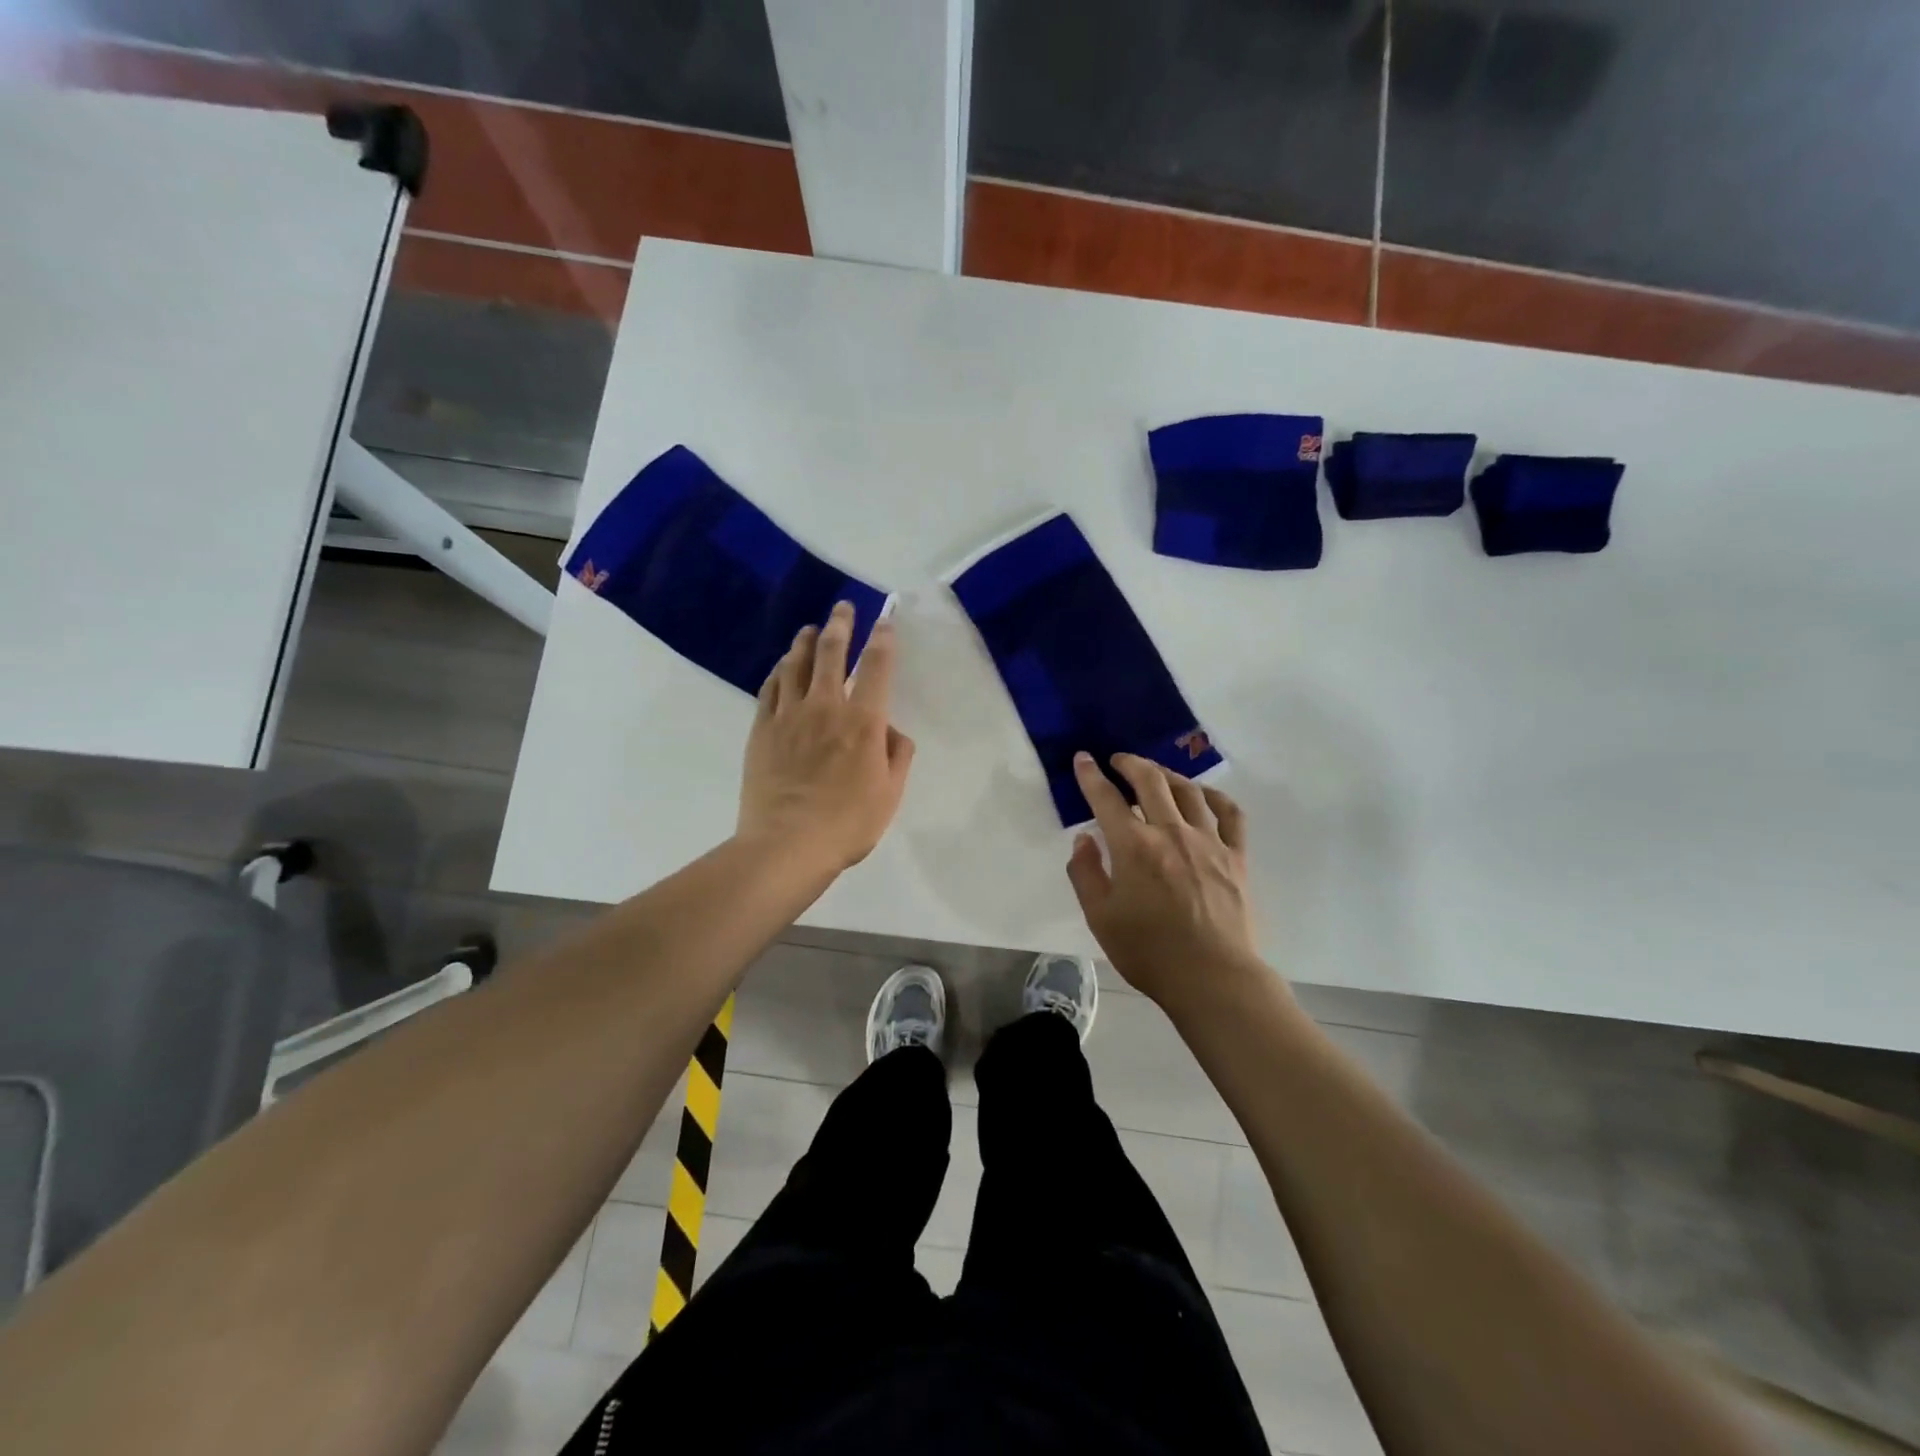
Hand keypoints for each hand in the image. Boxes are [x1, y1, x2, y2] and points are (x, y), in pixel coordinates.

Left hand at [738, 602, 914, 871]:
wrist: (787, 844)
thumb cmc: (847, 824)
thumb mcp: (890, 794)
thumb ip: (897, 756)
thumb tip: (892, 731)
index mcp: (863, 722)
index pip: (876, 667)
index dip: (882, 639)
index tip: (884, 621)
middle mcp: (825, 707)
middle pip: (831, 653)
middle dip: (840, 625)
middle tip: (842, 608)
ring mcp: (789, 716)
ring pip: (795, 664)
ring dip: (805, 641)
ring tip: (810, 629)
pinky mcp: (762, 729)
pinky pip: (770, 689)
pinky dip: (779, 671)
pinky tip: (782, 666)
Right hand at [1064, 752, 1271, 1011]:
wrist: (1212, 978)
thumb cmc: (1148, 951)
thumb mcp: (1100, 917)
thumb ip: (1085, 873)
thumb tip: (1084, 838)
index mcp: (1134, 846)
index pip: (1106, 798)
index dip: (1091, 775)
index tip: (1083, 759)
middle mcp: (1171, 832)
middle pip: (1150, 781)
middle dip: (1130, 763)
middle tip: (1118, 760)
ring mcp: (1209, 841)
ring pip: (1188, 791)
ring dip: (1167, 775)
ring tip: (1156, 774)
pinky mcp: (1236, 856)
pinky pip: (1230, 814)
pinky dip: (1215, 797)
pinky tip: (1204, 796)